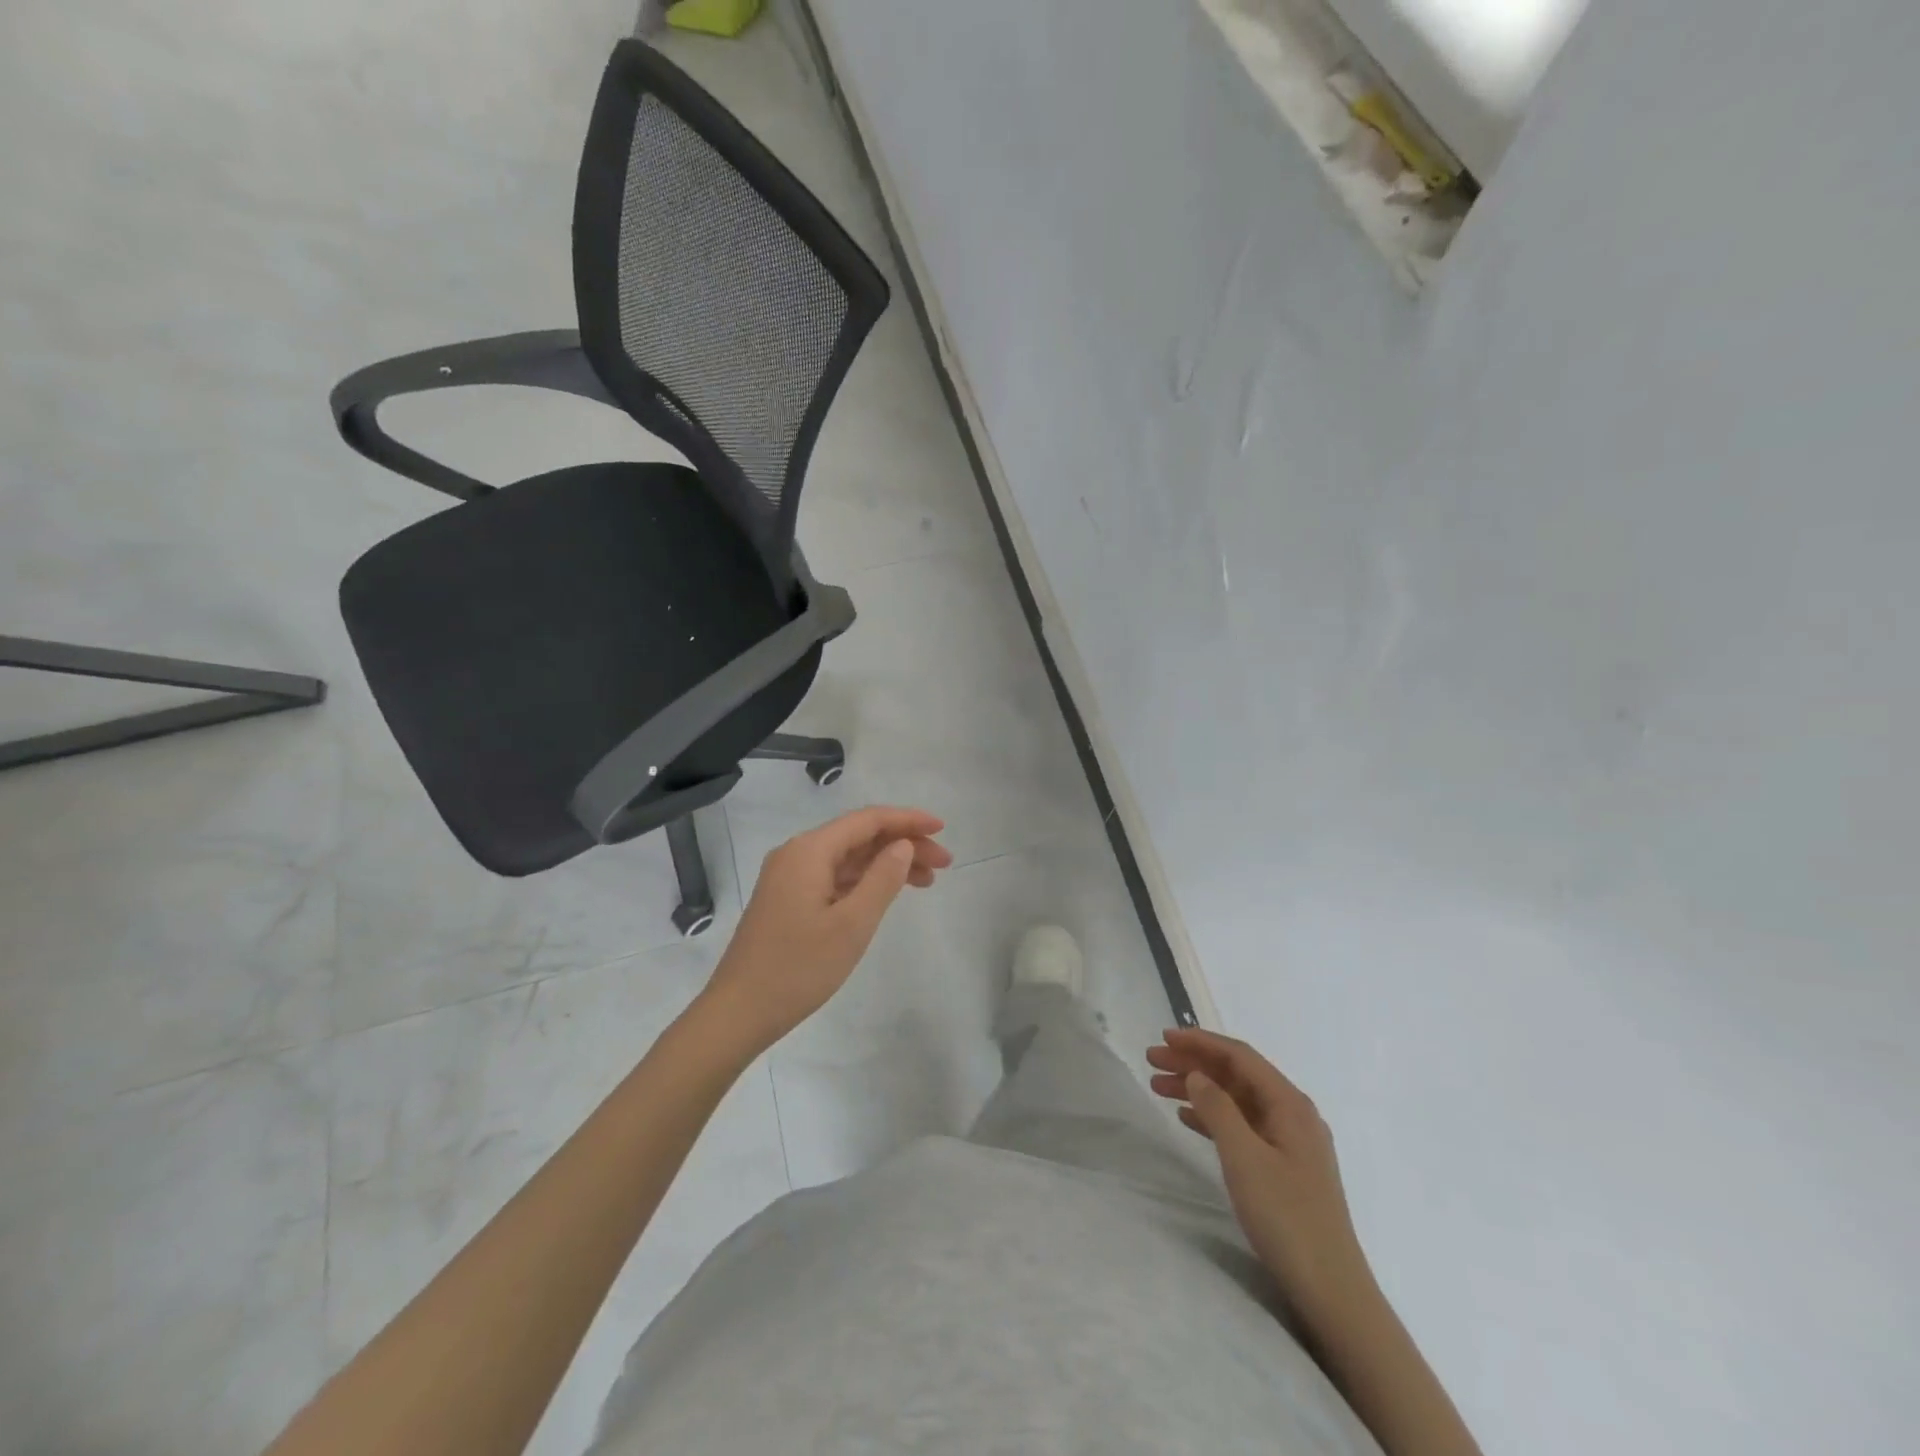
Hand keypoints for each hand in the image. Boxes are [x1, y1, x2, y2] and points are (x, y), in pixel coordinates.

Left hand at [698, 806, 951, 1055]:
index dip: (908, 820)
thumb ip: (882, 879)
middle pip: (859, 836)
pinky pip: (835, 876)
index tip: (943, 829)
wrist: (738, 1012)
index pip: (868, 820)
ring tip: (927, 881)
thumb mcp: (852, 924)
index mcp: (810, 851)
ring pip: (849, 857)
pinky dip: (865, 881)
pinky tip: (888, 894)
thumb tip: (903, 845)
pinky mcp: (788, 898)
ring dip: (887, 863)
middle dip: (904, 844)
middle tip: (944, 863)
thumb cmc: (798, 968)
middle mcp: (798, 853)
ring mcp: (790, 876)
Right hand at [1146, 1027, 1374, 1323]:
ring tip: (1158, 1086)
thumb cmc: (1286, 1217)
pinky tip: (1187, 1118)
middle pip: (1236, 1075)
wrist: (1331, 1290)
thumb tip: (1196, 1074)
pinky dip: (1212, 1116)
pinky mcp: (1283, 1166)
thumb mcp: (1244, 1158)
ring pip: (1236, 1100)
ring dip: (1198, 1089)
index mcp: (1290, 1104)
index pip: (1240, 1057)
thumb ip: (1217, 1109)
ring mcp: (1289, 1141)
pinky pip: (1241, 1125)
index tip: (1163, 1037)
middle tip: (1152, 1060)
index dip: (1200, 1042)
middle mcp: (1292, 1114)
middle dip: (1194, 1063)